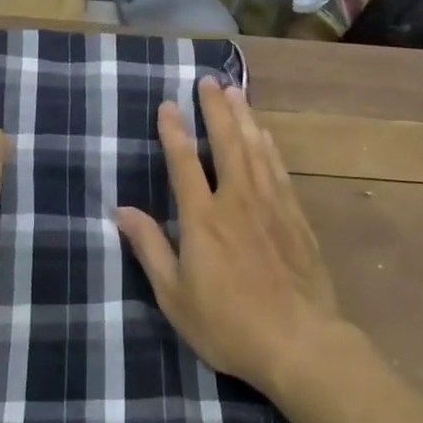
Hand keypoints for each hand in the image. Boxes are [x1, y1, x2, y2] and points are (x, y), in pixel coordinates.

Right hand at [116, 78, 342, 397]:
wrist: (301, 343)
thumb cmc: (229, 324)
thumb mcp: (176, 296)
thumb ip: (150, 248)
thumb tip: (121, 211)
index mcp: (203, 218)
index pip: (184, 162)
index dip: (173, 131)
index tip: (167, 103)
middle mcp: (236, 199)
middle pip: (225, 142)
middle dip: (214, 109)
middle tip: (208, 79)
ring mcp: (270, 204)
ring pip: (254, 148)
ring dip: (243, 116)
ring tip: (234, 91)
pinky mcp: (295, 216)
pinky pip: (278, 169)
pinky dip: (268, 145)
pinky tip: (265, 133)